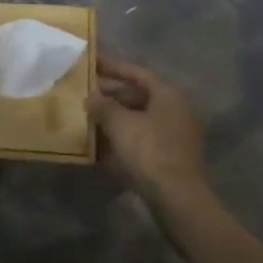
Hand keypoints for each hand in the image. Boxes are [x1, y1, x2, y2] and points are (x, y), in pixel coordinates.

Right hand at [87, 56, 208, 209]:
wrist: (177, 199)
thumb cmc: (149, 151)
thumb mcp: (120, 124)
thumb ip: (103, 105)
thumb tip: (91, 96)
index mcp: (168, 95)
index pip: (137, 73)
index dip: (113, 67)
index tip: (92, 63)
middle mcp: (176, 111)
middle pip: (139, 96)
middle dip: (111, 96)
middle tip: (86, 94)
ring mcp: (175, 136)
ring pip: (139, 120)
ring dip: (115, 119)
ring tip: (89, 119)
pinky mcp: (171, 159)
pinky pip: (142, 140)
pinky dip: (123, 140)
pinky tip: (101, 147)